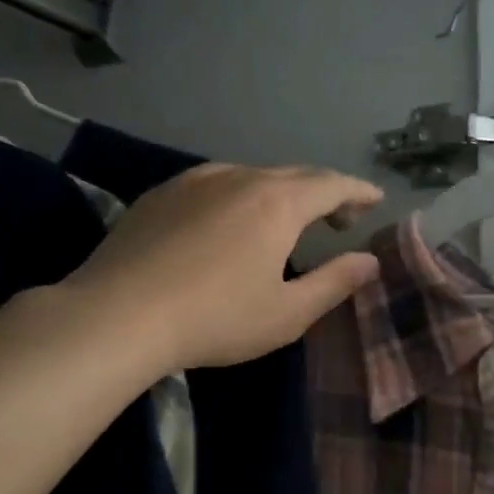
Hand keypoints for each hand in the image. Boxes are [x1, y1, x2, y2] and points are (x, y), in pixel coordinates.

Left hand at [64, 163, 382, 371]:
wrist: (118, 314)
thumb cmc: (215, 319)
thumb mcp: (287, 313)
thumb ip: (334, 283)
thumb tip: (369, 261)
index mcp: (278, 203)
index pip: (331, 184)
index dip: (358, 191)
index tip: (375, 200)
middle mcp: (240, 178)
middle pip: (295, 175)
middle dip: (324, 192)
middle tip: (338, 218)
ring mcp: (195, 181)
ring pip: (252, 175)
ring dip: (280, 193)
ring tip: (285, 220)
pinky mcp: (161, 193)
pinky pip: (215, 183)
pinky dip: (240, 195)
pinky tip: (229, 221)